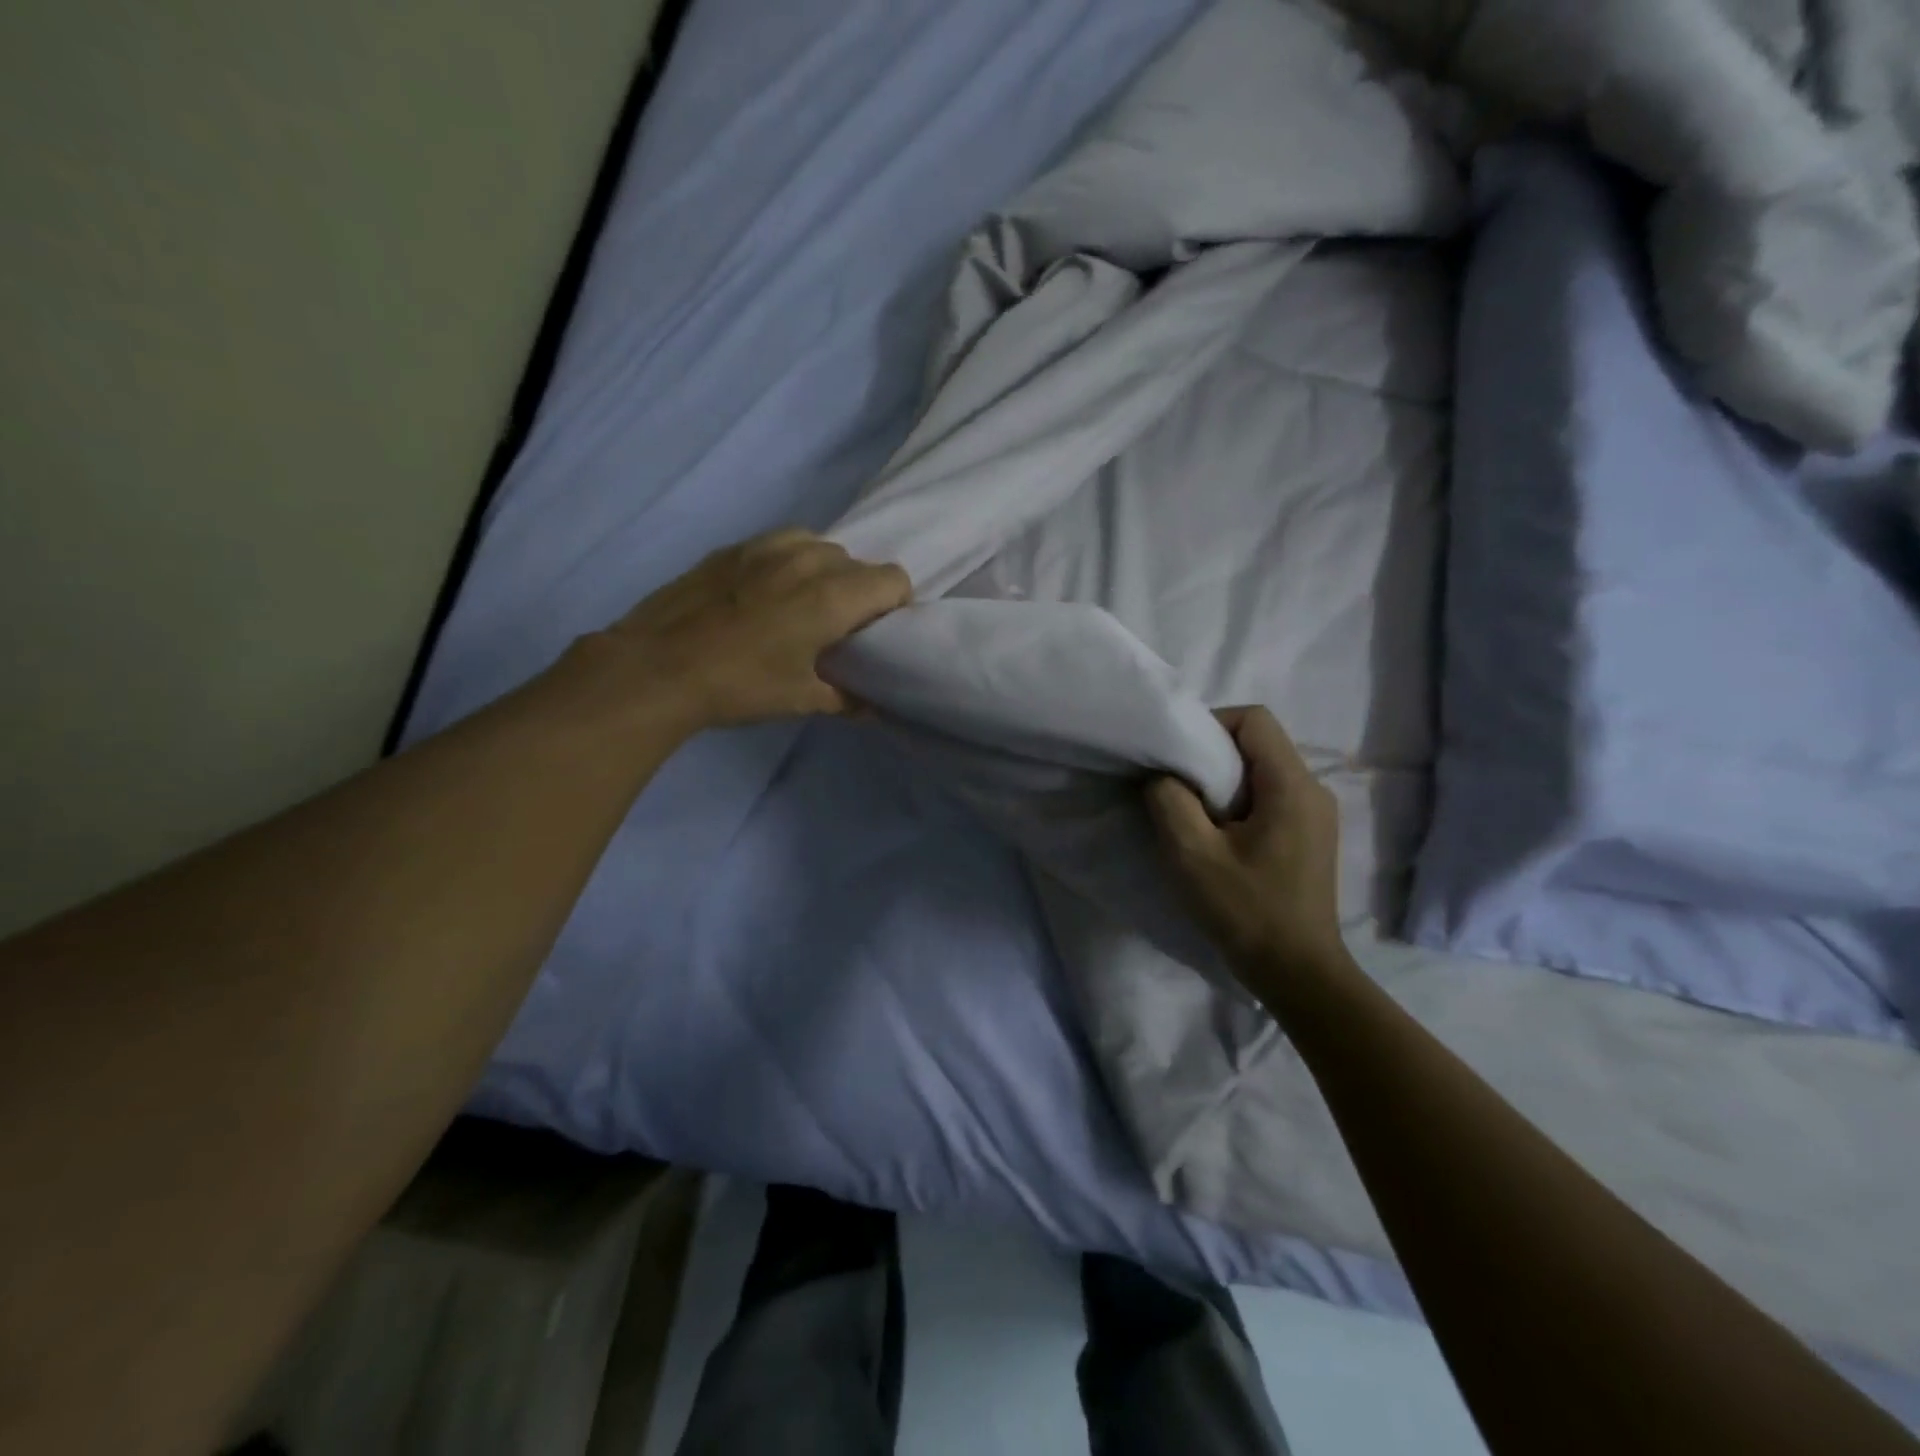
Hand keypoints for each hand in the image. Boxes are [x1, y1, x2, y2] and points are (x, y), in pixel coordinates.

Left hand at [587, 530, 911, 730]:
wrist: (657, 667)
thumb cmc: (739, 685)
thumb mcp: (799, 699)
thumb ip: (845, 698)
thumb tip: (870, 707)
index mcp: (832, 596)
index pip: (893, 579)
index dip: (895, 604)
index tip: (878, 631)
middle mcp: (807, 560)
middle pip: (858, 562)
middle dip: (860, 591)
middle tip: (840, 626)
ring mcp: (766, 548)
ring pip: (819, 546)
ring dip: (826, 571)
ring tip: (804, 603)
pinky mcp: (732, 548)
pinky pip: (781, 543)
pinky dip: (789, 562)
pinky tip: (767, 592)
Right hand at [1145, 707, 1345, 977]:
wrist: (1297, 973)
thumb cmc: (1246, 911)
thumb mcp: (1191, 854)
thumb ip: (1169, 800)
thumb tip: (1163, 774)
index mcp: (1292, 785)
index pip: (1254, 719)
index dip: (1210, 724)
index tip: (1177, 756)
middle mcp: (1313, 789)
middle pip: (1258, 742)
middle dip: (1211, 755)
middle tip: (1176, 786)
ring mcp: (1315, 814)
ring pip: (1262, 770)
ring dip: (1222, 782)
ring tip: (1192, 814)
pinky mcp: (1309, 836)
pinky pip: (1269, 797)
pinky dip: (1237, 802)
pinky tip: (1217, 836)